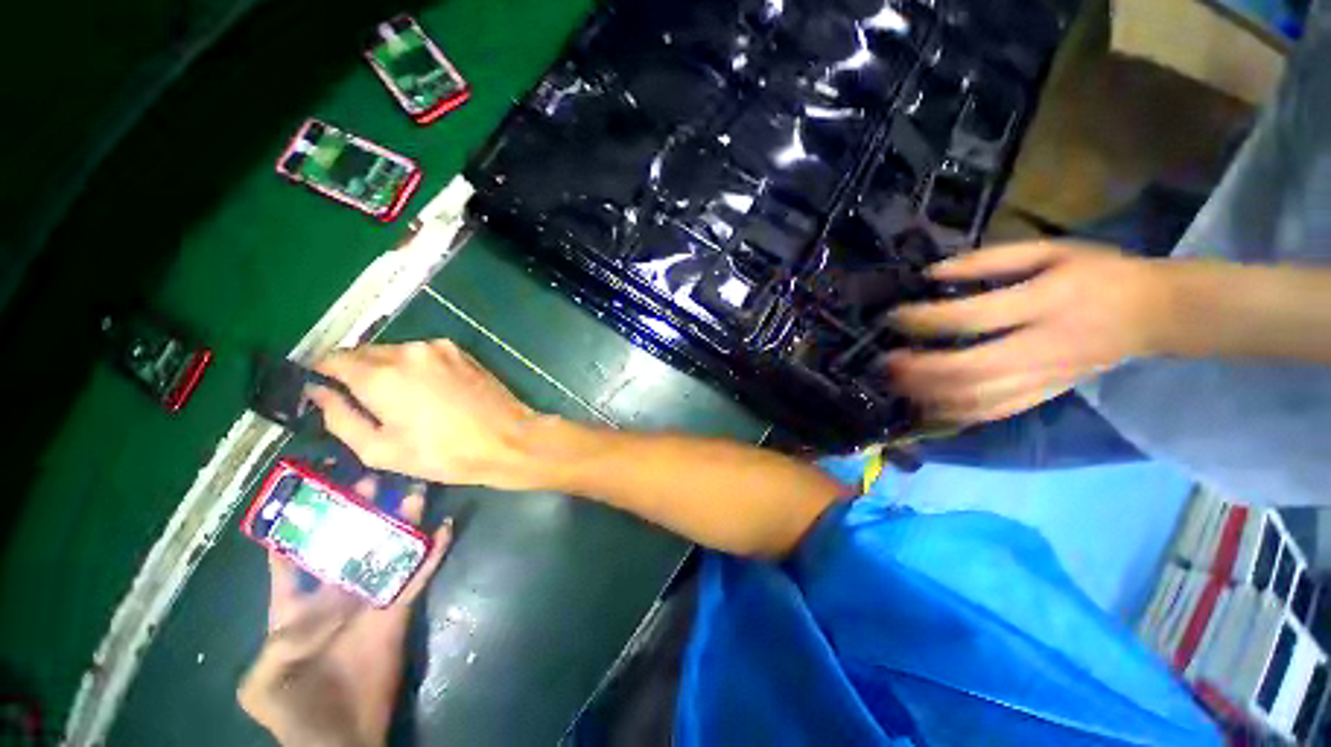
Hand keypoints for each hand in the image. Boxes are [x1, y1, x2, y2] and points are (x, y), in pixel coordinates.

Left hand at [237, 480, 450, 746]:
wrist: (342, 738)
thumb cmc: (294, 711)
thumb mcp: (260, 684)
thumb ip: (273, 640)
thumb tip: (316, 600)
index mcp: (293, 610)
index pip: (291, 563)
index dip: (294, 531)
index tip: (306, 495)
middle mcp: (335, 597)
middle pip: (347, 547)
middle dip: (357, 514)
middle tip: (371, 481)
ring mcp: (372, 602)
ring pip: (388, 554)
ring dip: (402, 525)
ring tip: (414, 493)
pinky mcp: (400, 611)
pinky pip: (419, 576)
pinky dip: (432, 553)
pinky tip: (444, 529)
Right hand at [312, 341, 537, 488]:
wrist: (507, 439)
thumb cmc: (443, 453)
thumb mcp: (380, 450)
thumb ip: (340, 418)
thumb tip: (318, 392)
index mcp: (382, 374)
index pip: (333, 359)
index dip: (322, 373)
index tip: (322, 389)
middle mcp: (408, 351)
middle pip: (365, 353)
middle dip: (356, 373)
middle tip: (365, 403)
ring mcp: (439, 348)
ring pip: (396, 352)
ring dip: (388, 370)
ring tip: (403, 402)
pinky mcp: (462, 352)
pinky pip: (424, 354)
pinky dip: (416, 368)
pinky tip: (430, 392)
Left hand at [886, 241, 1172, 423]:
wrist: (1153, 314)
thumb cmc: (1097, 273)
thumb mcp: (1049, 251)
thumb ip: (989, 261)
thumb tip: (929, 274)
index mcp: (1045, 303)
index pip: (970, 318)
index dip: (922, 320)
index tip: (890, 317)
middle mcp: (1042, 347)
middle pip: (967, 369)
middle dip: (916, 369)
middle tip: (883, 362)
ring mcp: (1044, 379)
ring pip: (977, 399)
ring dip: (927, 395)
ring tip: (894, 383)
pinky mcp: (1044, 396)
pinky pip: (993, 413)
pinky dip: (953, 414)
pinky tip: (925, 407)